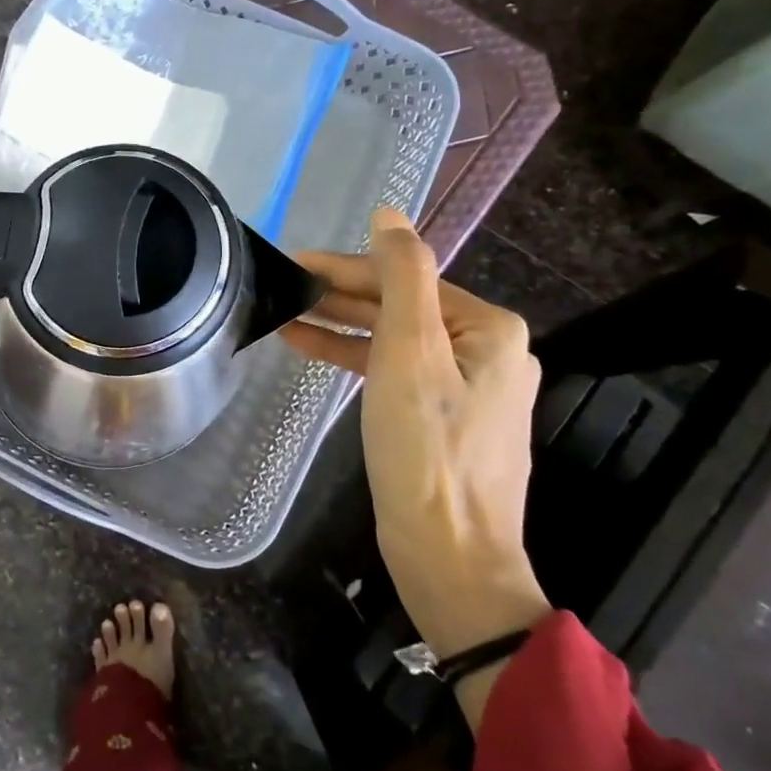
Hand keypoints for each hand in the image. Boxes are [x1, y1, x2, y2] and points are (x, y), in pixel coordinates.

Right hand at [282, 209, 549, 669]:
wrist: (449, 556)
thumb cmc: (427, 451)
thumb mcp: (410, 354)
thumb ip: (402, 277)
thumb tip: (389, 214)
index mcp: (489, 329)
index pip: (406, 278)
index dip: (345, 267)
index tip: (291, 262)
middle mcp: (485, 350)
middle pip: (400, 305)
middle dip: (339, 295)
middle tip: (280, 285)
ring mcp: (465, 387)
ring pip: (392, 338)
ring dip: (339, 325)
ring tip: (284, 315)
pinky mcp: (440, 417)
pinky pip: (392, 371)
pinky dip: (354, 358)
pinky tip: (310, 349)